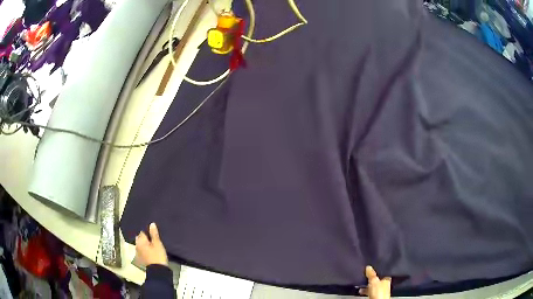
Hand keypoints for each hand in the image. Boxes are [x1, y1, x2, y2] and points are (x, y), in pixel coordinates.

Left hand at [135, 223, 168, 266]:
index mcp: (140, 241)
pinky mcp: (141, 259)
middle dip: (145, 238)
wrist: (158, 271)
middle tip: (153, 238)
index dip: (147, 231)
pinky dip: (145, 250)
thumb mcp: (158, 244)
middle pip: (140, 238)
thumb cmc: (158, 256)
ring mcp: (138, 253)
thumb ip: (154, 234)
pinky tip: (151, 251)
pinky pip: (142, 251)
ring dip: (145, 244)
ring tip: (152, 244)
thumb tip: (151, 224)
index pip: (142, 232)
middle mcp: (137, 245)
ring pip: (141, 245)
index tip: (152, 232)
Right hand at [359, 266, 390, 298]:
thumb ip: (371, 274)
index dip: (376, 271)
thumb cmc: (379, 292)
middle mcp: (384, 285)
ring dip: (366, 286)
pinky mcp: (375, 296)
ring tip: (360, 286)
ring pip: (372, 286)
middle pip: (376, 280)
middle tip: (364, 278)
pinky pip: (369, 292)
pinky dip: (365, 291)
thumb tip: (368, 267)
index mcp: (387, 279)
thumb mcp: (374, 281)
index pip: (382, 273)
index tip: (369, 270)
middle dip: (369, 279)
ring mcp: (380, 291)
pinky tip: (361, 291)